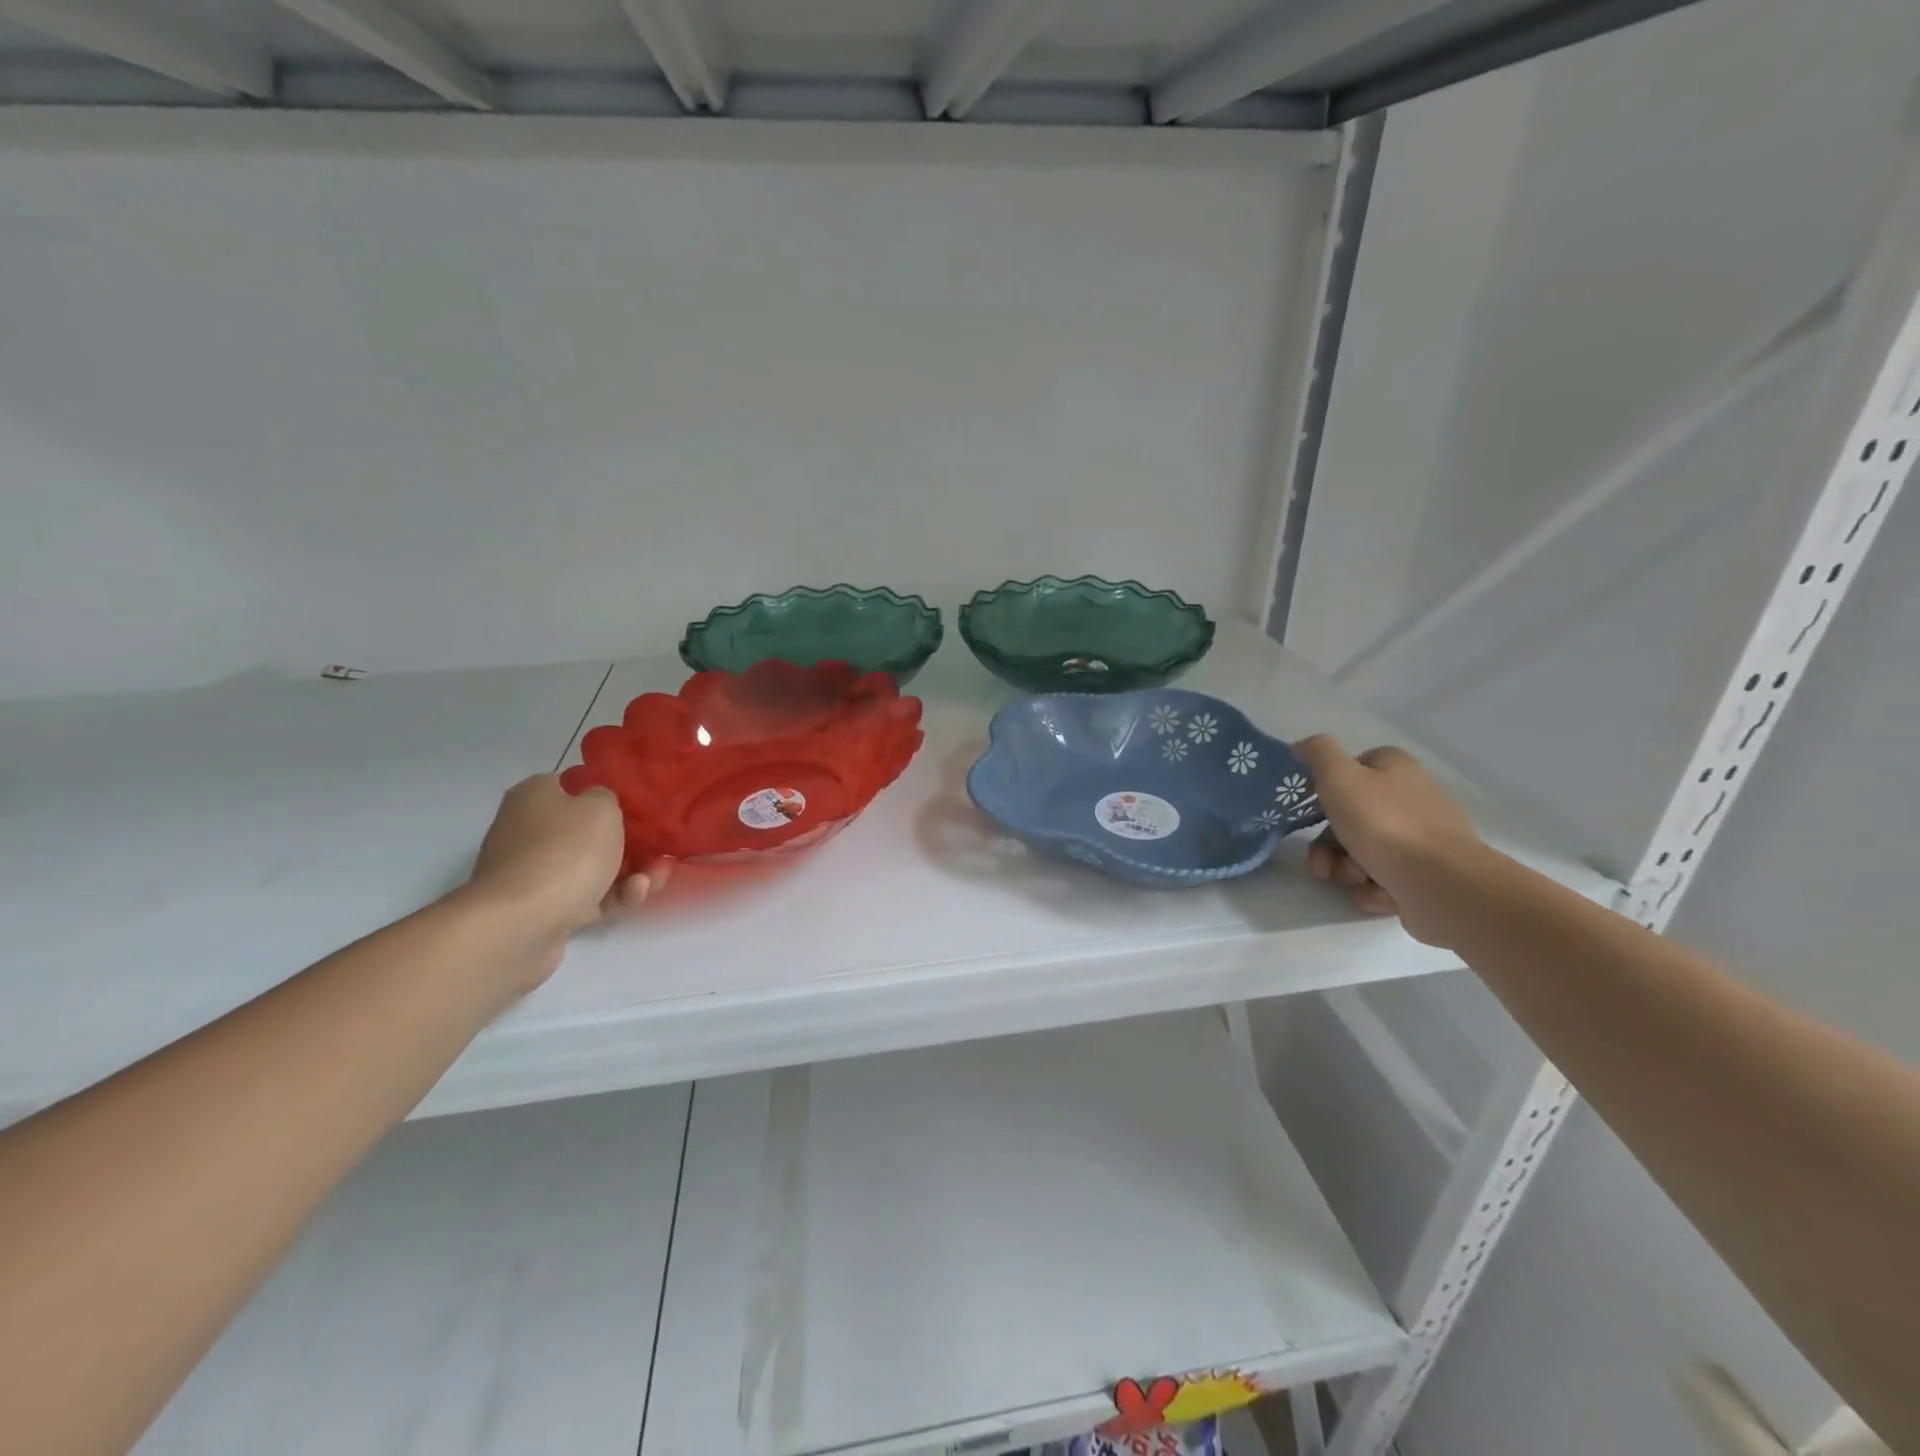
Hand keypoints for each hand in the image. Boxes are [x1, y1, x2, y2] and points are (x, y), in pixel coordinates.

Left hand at [464, 776, 667, 957]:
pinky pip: (586, 895)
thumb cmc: (565, 852)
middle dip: (632, 844)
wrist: (520, 923)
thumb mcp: (601, 807)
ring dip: (630, 872)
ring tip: (656, 880)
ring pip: (593, 866)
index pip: (577, 786)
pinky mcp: (541, 908)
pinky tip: (633, 896)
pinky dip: (612, 895)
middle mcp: (528, 829)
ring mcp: (533, 871)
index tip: (643, 811)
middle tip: (661, 852)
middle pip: (590, 831)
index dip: (612, 797)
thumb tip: (599, 805)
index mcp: (535, 796)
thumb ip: (608, 797)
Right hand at [1291, 736, 1490, 945]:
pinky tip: (1379, 892)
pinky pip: (1381, 879)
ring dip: (1345, 868)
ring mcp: (1419, 839)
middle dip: (1328, 844)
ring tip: (1355, 878)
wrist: (1442, 884)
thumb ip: (1318, 753)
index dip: (1326, 791)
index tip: (1311, 813)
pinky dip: (1372, 888)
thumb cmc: (1385, 824)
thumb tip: (1303, 745)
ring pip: (1360, 851)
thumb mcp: (1339, 777)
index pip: (1350, 770)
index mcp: (1395, 769)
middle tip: (1323, 862)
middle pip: (1349, 818)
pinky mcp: (1424, 875)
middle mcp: (1410, 799)